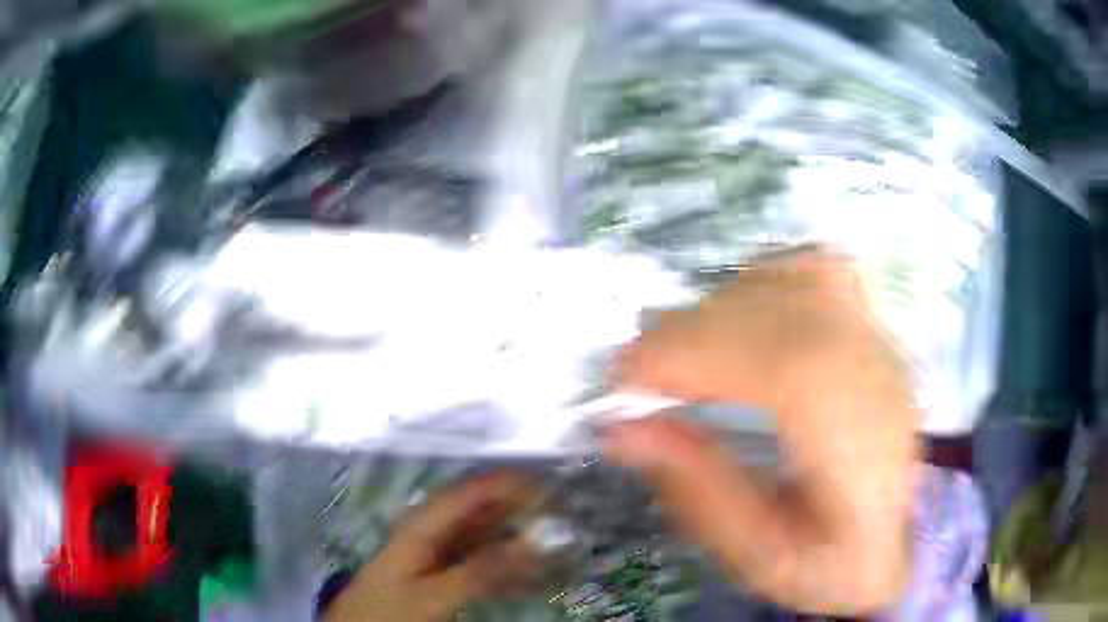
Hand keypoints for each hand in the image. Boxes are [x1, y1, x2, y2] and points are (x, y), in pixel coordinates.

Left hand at [324, 474, 543, 621]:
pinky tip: (529, 575)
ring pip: (486, 533)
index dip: (514, 485)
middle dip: (522, 510)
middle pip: (483, 508)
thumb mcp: (434, 594)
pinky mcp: (442, 569)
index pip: (475, 489)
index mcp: (425, 522)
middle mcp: (433, 527)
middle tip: (564, 521)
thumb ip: (481, 569)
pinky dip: (506, 564)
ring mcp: (438, 549)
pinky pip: (481, 558)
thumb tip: (533, 542)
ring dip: (517, 538)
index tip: (555, 492)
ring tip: (555, 546)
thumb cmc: (389, 610)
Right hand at [605, 249, 919, 614]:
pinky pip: (812, 269)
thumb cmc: (831, 563)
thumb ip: (699, 492)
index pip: (780, 365)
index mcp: (860, 447)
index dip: (690, 356)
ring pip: (792, 279)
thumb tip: (623, 428)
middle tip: (637, 376)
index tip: (622, 382)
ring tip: (686, 355)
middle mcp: (878, 373)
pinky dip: (761, 281)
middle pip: (778, 312)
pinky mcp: (873, 326)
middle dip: (687, 333)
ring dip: (719, 308)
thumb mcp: (758, 559)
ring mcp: (880, 339)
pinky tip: (740, 321)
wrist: (897, 539)